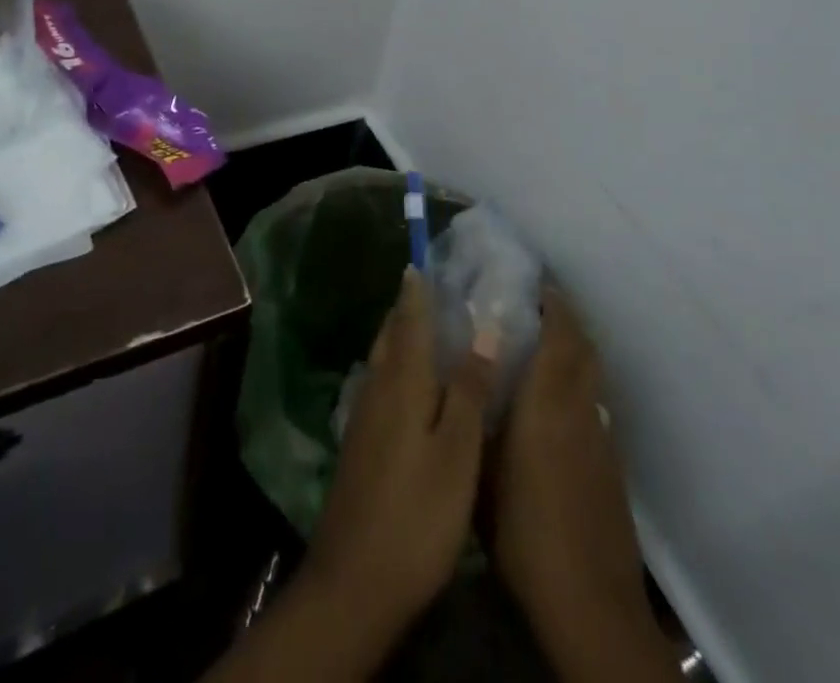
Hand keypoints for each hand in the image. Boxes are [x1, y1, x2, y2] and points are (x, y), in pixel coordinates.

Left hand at [301, 267, 494, 641]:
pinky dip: (399, 369)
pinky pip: (382, 385)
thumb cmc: (416, 513)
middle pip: (391, 335)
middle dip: (408, 309)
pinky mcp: (361, 443)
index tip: (423, 260)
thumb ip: (468, 389)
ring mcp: (364, 417)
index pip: (409, 320)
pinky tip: (415, 386)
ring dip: (402, 337)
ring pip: (384, 360)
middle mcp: (377, 388)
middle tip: (434, 289)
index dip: (417, 290)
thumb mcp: (456, 453)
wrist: (355, 580)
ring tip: (429, 328)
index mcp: (401, 382)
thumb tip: (485, 330)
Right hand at [491, 293, 669, 677]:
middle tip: (536, 302)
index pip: (561, 334)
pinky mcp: (611, 467)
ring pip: (593, 376)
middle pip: (584, 348)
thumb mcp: (483, 470)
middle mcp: (582, 410)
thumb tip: (468, 376)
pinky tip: (555, 404)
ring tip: (543, 343)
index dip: (553, 302)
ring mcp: (602, 439)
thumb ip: (478, 416)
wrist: (590, 604)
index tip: (535, 280)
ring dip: (574, 351)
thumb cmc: (525, 532)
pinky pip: (595, 406)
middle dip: (566, 318)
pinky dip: (579, 386)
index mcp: (549, 402)